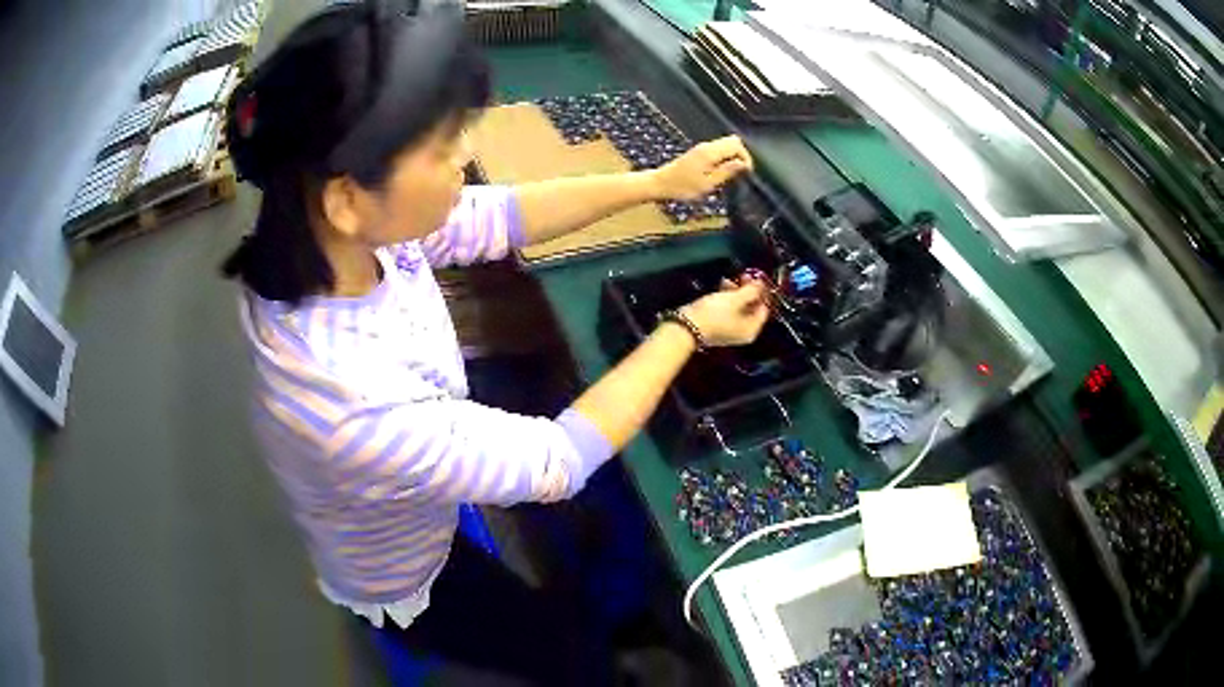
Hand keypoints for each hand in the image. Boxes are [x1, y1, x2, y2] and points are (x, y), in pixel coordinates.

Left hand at [650, 135, 752, 201]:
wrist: (661, 183)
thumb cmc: (682, 187)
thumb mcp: (708, 184)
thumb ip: (727, 172)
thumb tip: (743, 164)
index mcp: (710, 152)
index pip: (737, 145)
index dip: (746, 157)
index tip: (747, 172)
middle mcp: (707, 146)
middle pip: (734, 141)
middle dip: (742, 154)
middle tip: (741, 171)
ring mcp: (702, 147)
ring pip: (727, 143)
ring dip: (734, 155)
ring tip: (732, 172)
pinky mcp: (699, 152)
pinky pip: (719, 148)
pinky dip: (726, 156)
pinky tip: (722, 170)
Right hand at [679, 279, 769, 347]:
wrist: (686, 327)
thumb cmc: (714, 313)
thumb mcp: (735, 299)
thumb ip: (752, 291)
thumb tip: (761, 284)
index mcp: (751, 329)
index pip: (764, 309)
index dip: (763, 292)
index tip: (757, 278)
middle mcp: (744, 332)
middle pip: (752, 308)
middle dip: (748, 291)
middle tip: (743, 276)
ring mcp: (731, 329)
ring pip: (740, 307)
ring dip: (737, 292)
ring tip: (729, 280)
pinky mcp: (719, 325)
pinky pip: (729, 310)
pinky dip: (728, 299)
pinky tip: (722, 286)